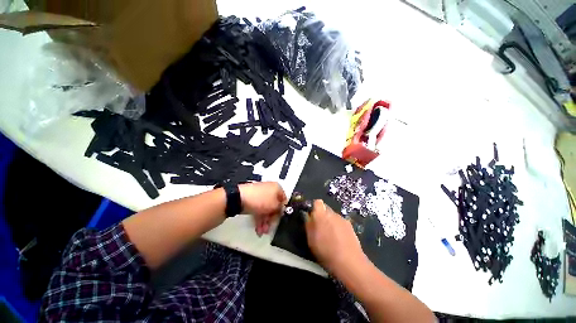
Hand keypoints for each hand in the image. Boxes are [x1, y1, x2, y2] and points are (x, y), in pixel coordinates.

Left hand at [239, 182, 286, 235]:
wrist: (239, 198)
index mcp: (277, 188)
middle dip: (272, 219)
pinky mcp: (252, 199)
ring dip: (265, 221)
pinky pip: (258, 209)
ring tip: (262, 231)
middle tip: (270, 227)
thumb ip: (280, 209)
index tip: (280, 219)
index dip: (282, 210)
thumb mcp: (275, 206)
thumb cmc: (260, 200)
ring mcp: (260, 194)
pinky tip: (258, 228)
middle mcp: (269, 189)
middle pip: (274, 205)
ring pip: (265, 209)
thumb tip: (281, 210)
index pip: (284, 200)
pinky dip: (259, 218)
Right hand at [305, 200, 366, 274]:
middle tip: (320, 227)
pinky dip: (338, 226)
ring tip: (331, 235)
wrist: (349, 262)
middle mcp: (332, 213)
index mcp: (321, 215)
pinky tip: (340, 238)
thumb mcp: (311, 240)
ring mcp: (342, 219)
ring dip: (330, 221)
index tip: (313, 216)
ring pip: (333, 215)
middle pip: (325, 208)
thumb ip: (308, 225)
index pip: (317, 202)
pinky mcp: (350, 225)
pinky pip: (340, 221)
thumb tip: (307, 215)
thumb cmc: (326, 251)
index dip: (315, 207)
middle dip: (322, 215)